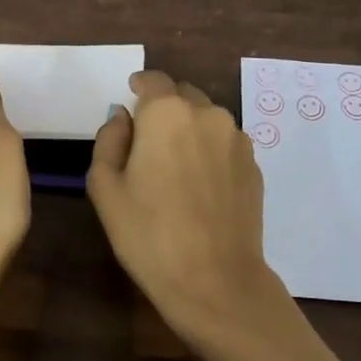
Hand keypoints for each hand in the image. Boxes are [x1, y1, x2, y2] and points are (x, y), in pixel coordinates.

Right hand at [87, 70, 282, 345]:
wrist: (214, 280)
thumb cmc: (148, 234)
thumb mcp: (105, 188)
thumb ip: (109, 140)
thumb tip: (123, 118)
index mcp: (166, 113)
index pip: (152, 80)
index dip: (139, 87)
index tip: (130, 99)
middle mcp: (207, 114)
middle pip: (182, 95)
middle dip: (164, 109)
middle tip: (147, 143)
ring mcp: (237, 139)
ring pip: (207, 119)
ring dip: (189, 130)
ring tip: (175, 168)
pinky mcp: (255, 166)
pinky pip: (225, 144)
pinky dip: (209, 152)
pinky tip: (200, 187)